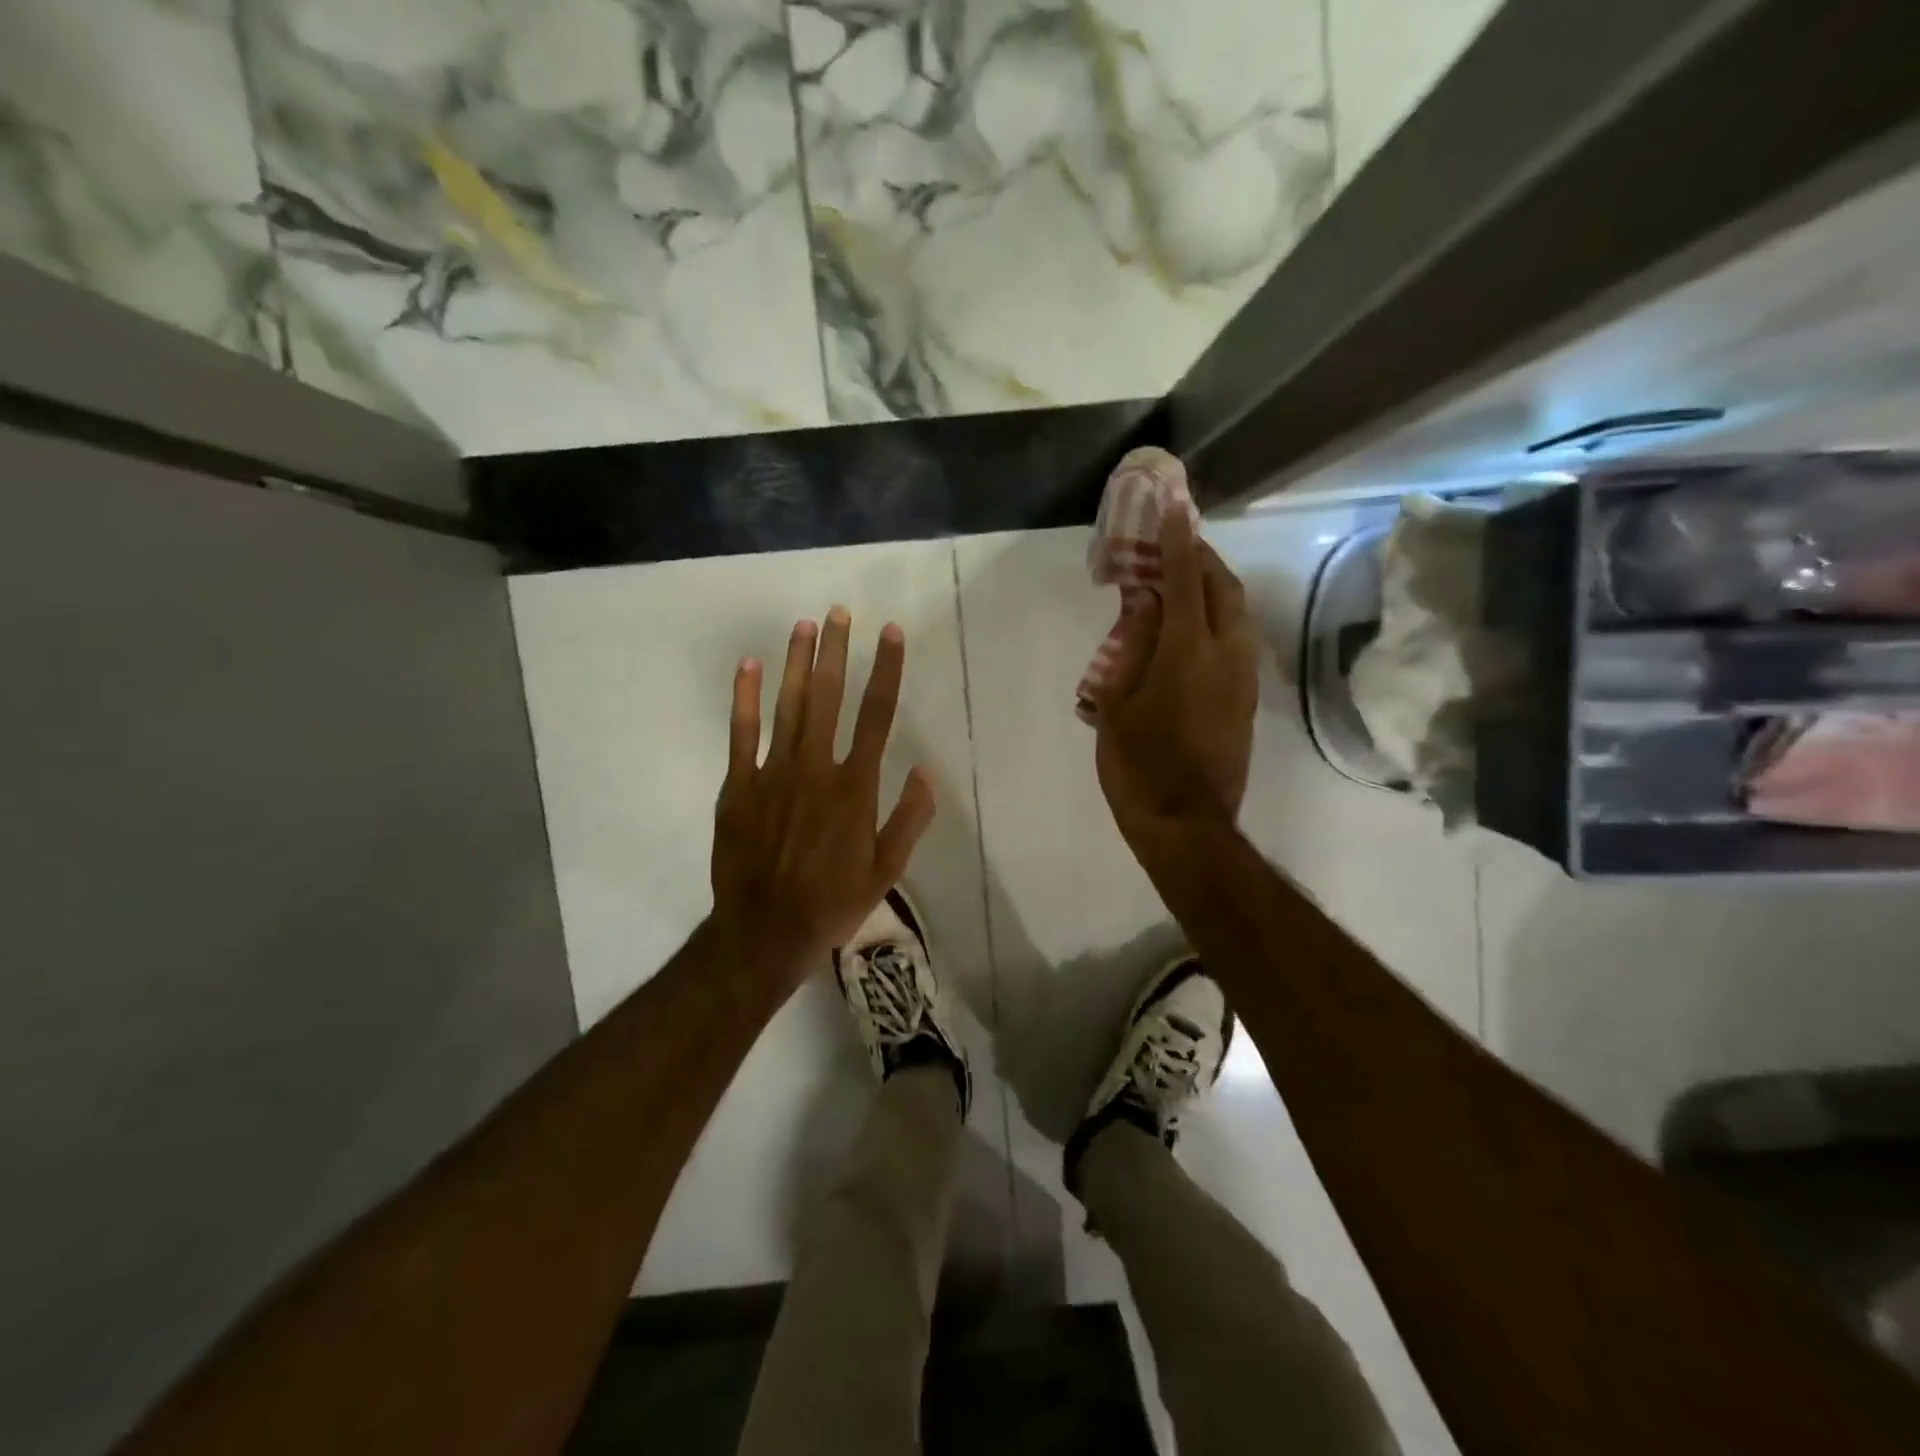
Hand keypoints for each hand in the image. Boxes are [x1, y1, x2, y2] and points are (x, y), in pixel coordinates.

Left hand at [710, 607, 936, 985]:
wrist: (765, 931)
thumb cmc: (833, 901)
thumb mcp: (887, 869)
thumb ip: (910, 819)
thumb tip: (926, 771)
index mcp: (856, 787)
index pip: (877, 715)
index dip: (886, 670)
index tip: (891, 634)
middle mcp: (817, 768)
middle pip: (829, 697)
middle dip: (836, 651)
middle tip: (839, 612)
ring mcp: (774, 773)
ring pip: (788, 706)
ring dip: (797, 662)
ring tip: (804, 624)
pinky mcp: (739, 786)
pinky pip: (742, 734)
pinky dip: (746, 698)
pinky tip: (750, 665)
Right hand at [1093, 509, 1259, 844]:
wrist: (1186, 824)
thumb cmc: (1139, 764)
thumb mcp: (1117, 703)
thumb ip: (1133, 647)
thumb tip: (1145, 604)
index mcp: (1188, 650)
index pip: (1186, 578)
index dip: (1178, 540)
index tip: (1174, 505)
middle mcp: (1227, 655)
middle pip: (1224, 588)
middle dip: (1203, 559)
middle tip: (1177, 546)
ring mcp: (1243, 679)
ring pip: (1238, 616)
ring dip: (1214, 590)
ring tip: (1183, 586)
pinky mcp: (1246, 701)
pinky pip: (1237, 643)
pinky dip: (1217, 622)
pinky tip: (1192, 633)